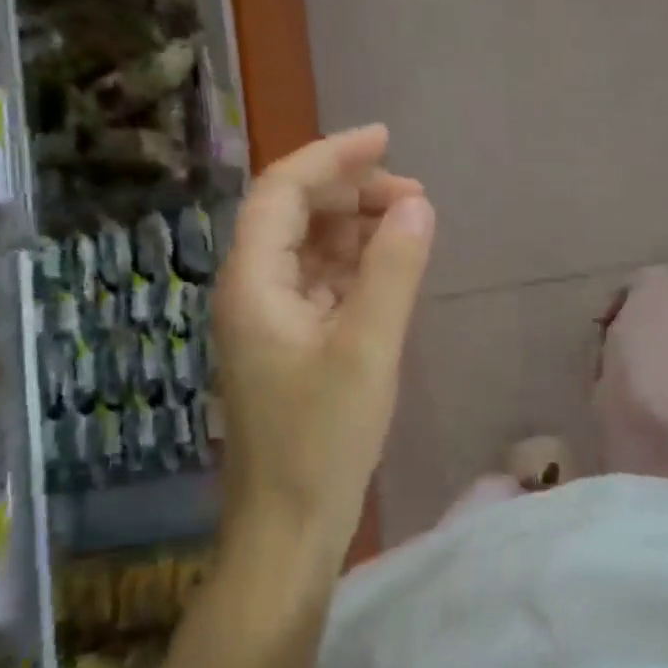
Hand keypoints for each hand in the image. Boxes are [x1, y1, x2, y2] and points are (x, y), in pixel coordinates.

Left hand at [214, 126, 434, 562]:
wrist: (289, 528)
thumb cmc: (323, 440)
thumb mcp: (368, 349)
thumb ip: (393, 270)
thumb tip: (416, 204)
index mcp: (253, 282)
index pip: (283, 191)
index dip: (332, 156)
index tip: (386, 139)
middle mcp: (251, 291)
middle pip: (294, 215)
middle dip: (351, 193)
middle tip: (413, 196)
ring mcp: (268, 321)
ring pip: (308, 250)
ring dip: (355, 229)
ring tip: (409, 227)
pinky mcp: (289, 347)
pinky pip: (319, 285)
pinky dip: (354, 267)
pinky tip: (388, 271)